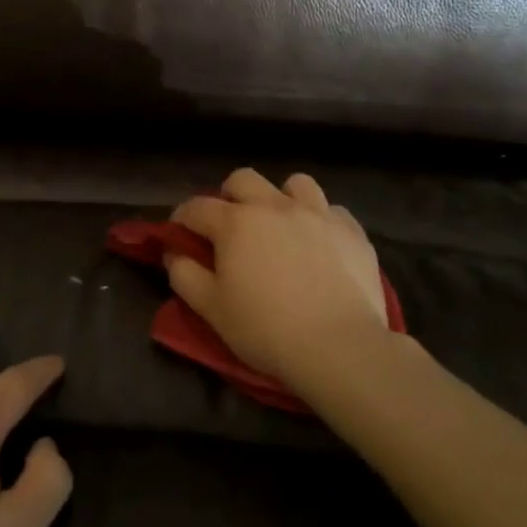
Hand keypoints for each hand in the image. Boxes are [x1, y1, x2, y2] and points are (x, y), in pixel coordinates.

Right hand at [166, 169, 387, 393]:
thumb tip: (174, 253)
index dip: (182, 218)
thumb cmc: (266, 329)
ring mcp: (317, 214)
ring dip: (281, 199)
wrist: (339, 347)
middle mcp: (274, 206)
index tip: (180, 234)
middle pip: (243, 179)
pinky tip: (320, 244)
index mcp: (235, 222)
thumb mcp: (211, 309)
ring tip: (281, 225)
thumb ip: (185, 275)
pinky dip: (321, 221)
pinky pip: (333, 211)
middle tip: (231, 225)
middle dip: (230, 195)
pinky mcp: (351, 231)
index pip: (197, 207)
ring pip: (295, 184)